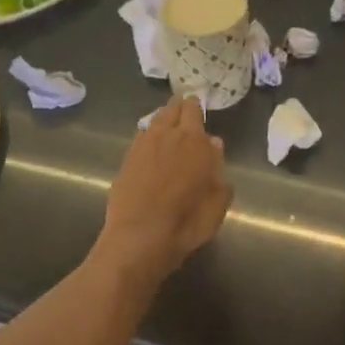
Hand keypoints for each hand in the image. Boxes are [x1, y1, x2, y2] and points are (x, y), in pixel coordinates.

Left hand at [95, 95, 233, 284]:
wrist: (140, 238)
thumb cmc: (187, 222)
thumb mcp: (218, 201)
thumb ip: (218, 169)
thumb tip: (214, 144)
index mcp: (194, 141)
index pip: (193, 110)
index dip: (196, 107)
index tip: (199, 107)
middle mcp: (166, 135)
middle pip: (171, 109)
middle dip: (179, 108)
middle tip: (185, 112)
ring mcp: (141, 146)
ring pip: (154, 122)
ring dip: (163, 121)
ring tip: (169, 128)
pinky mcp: (125, 161)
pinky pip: (140, 139)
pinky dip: (149, 138)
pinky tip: (152, 149)